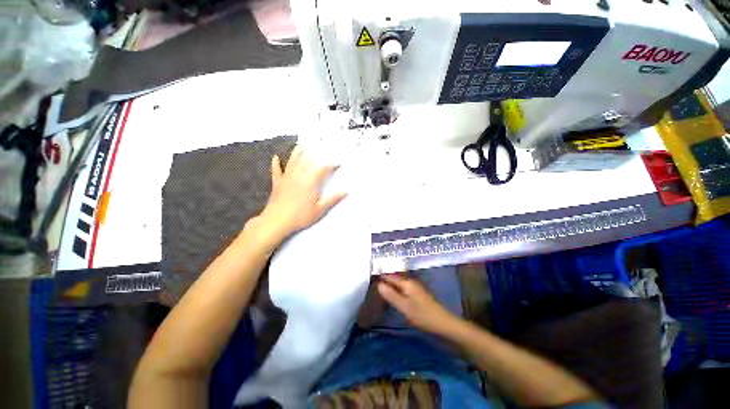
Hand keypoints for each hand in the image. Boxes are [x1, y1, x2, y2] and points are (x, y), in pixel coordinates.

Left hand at [257, 146, 346, 241]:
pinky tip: (276, 157)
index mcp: (310, 182)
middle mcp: (298, 176)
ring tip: (302, 144)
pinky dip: (276, 163)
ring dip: (297, 152)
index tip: (338, 162)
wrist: (276, 222)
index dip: (331, 164)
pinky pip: (276, 171)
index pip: (322, 169)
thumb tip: (346, 191)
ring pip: (293, 162)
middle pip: (307, 161)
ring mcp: (286, 179)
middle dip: (314, 152)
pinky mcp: (277, 184)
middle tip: (320, 144)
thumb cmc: (300, 216)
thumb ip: (332, 199)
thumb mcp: (319, 210)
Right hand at [377, 274, 459, 334]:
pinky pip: (402, 288)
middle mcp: (410, 282)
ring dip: (389, 284)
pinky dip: (395, 289)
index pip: (390, 276)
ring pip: (398, 283)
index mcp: (407, 282)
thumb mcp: (405, 307)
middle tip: (370, 281)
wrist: (444, 324)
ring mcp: (414, 288)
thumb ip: (391, 295)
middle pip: (394, 278)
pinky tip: (391, 295)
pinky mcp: (417, 295)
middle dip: (383, 278)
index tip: (369, 275)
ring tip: (377, 287)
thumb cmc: (423, 315)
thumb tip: (378, 284)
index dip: (380, 275)